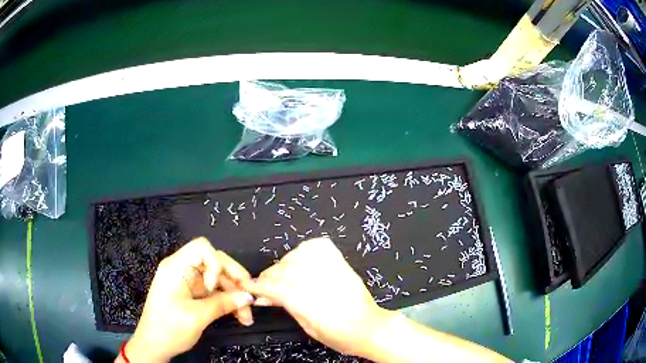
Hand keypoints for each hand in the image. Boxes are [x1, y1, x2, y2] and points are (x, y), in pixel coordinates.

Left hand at [124, 238, 253, 362]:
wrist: (153, 346)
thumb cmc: (169, 329)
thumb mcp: (197, 317)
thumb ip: (223, 304)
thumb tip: (248, 297)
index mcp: (176, 267)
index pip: (202, 248)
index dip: (216, 264)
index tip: (216, 288)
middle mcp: (182, 270)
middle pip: (214, 263)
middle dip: (234, 281)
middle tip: (250, 299)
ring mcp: (187, 283)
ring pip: (217, 280)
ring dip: (233, 296)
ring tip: (246, 317)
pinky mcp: (191, 294)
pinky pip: (213, 292)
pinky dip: (226, 301)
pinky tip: (237, 315)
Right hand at [244, 237, 392, 356]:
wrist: (370, 327)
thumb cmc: (340, 336)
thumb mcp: (309, 328)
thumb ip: (287, 307)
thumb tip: (265, 297)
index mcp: (312, 304)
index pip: (277, 288)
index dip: (260, 286)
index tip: (250, 287)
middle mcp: (322, 283)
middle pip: (285, 271)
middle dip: (268, 276)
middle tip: (262, 283)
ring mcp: (334, 270)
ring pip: (298, 256)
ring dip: (283, 263)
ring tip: (280, 273)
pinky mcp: (342, 263)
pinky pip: (318, 246)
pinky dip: (304, 249)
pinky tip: (299, 259)